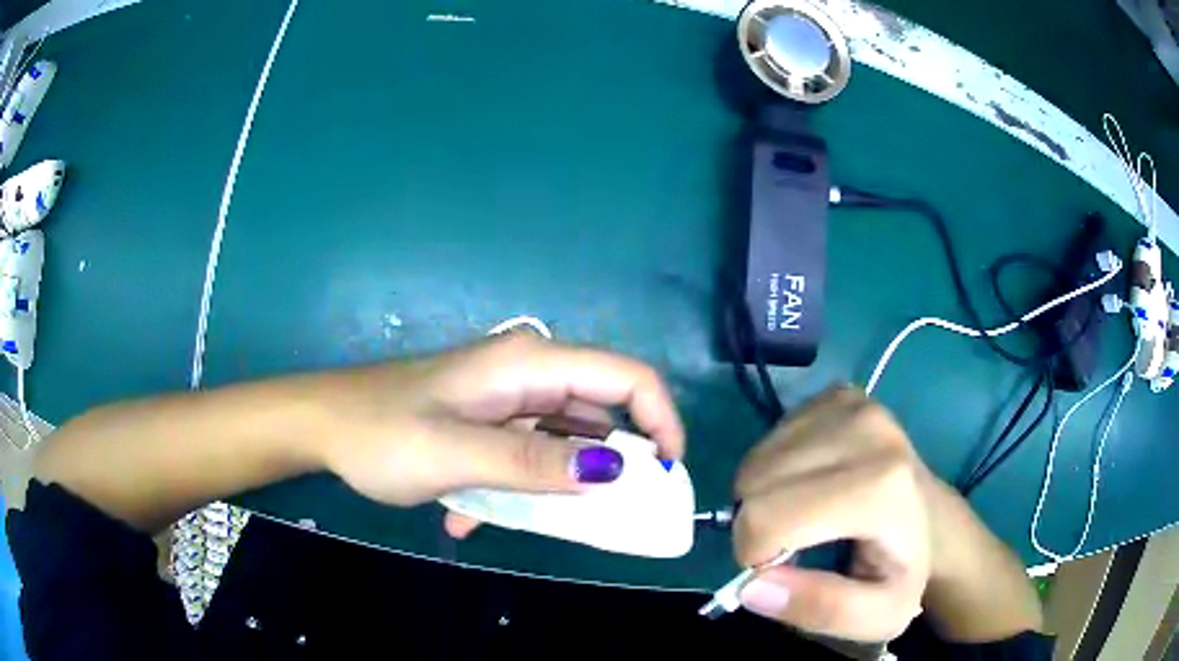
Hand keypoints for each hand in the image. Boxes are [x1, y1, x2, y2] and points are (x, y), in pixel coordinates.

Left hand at [320, 332, 684, 533]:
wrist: (321, 426)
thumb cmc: (379, 434)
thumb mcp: (455, 454)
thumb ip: (534, 462)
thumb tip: (614, 469)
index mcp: (526, 364)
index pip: (626, 375)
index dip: (660, 420)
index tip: (664, 476)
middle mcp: (525, 374)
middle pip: (600, 409)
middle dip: (614, 462)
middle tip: (611, 514)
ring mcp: (505, 398)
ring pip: (564, 437)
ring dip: (558, 482)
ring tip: (533, 520)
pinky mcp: (487, 421)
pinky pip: (527, 452)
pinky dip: (516, 486)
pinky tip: (467, 516)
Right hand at [732, 388, 929, 641]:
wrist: (929, 520)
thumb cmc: (900, 570)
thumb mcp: (875, 615)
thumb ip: (820, 610)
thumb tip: (751, 586)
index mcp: (881, 488)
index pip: (768, 518)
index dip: (755, 555)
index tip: (781, 572)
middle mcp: (865, 429)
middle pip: (755, 484)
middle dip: (756, 526)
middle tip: (792, 547)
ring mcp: (851, 405)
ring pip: (756, 459)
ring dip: (763, 498)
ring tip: (802, 516)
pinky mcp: (837, 395)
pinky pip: (771, 437)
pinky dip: (775, 469)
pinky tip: (808, 484)